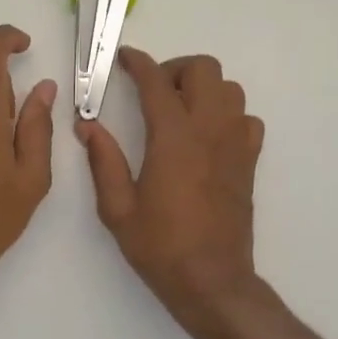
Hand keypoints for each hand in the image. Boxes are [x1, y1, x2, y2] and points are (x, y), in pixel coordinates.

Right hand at [76, 48, 263, 321]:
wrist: (211, 279)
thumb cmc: (160, 246)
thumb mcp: (117, 208)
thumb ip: (103, 161)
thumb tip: (87, 126)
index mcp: (173, 138)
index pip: (156, 82)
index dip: (138, 63)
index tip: (124, 59)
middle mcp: (210, 130)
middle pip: (204, 69)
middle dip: (175, 69)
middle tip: (153, 92)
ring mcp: (235, 144)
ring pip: (229, 88)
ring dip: (203, 89)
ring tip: (179, 112)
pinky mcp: (249, 161)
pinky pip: (245, 118)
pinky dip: (226, 114)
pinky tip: (206, 137)